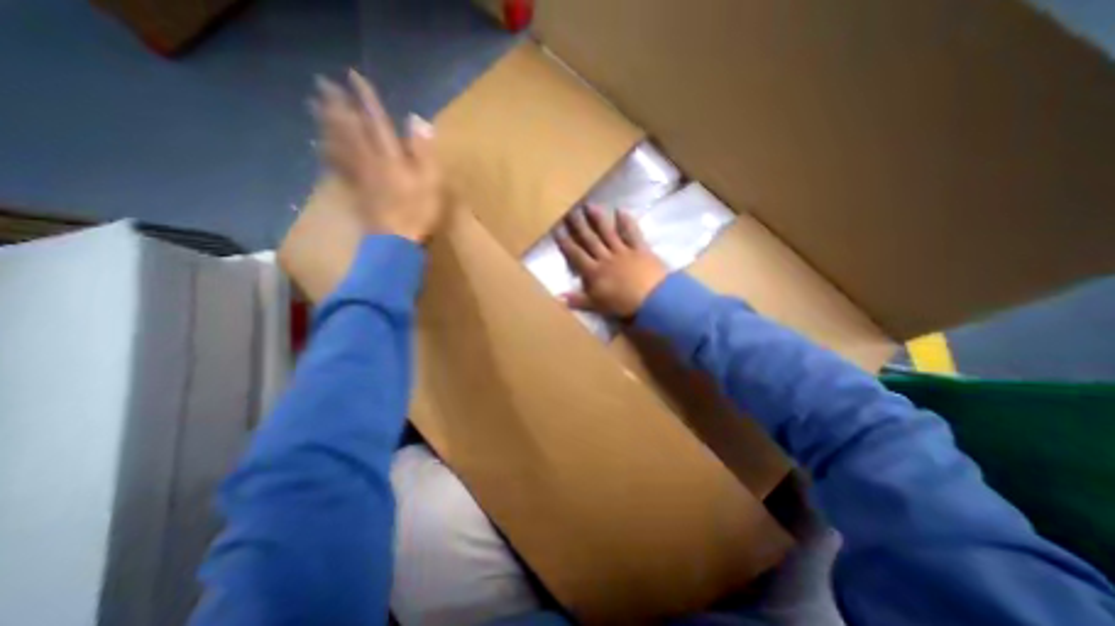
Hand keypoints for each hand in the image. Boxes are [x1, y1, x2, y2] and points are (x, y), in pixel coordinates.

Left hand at [310, 68, 448, 241]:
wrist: (396, 242)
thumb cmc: (418, 213)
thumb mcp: (431, 182)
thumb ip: (424, 151)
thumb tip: (417, 119)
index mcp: (390, 157)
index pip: (376, 121)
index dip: (366, 99)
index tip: (353, 76)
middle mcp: (370, 161)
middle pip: (350, 129)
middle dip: (337, 105)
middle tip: (322, 83)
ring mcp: (360, 177)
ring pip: (339, 144)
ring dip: (326, 123)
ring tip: (314, 105)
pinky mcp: (356, 192)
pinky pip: (337, 168)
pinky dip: (327, 153)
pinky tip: (319, 145)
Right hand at [554, 206, 663, 316]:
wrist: (652, 298)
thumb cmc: (623, 304)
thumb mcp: (597, 306)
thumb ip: (578, 300)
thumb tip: (559, 296)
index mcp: (594, 272)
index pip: (576, 255)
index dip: (566, 243)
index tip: (557, 230)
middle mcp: (606, 257)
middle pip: (590, 240)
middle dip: (579, 226)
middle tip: (570, 211)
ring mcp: (623, 251)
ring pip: (608, 233)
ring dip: (598, 219)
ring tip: (589, 205)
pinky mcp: (640, 249)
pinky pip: (631, 233)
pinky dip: (626, 222)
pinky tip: (621, 210)